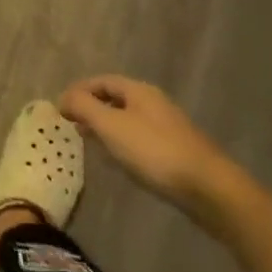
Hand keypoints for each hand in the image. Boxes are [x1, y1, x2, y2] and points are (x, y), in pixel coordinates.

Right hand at [59, 75, 239, 227]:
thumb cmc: (155, 152)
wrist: (210, 190)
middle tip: (73, 126)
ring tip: (92, 145)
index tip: (61, 108)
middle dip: (93, 109)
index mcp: (138, 90)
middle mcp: (154, 102)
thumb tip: (64, 97)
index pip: (101, 81)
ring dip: (108, 128)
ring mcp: (168, 127)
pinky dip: (124, 144)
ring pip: (129, 120)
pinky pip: (142, 140)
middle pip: (116, 99)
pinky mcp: (178, 152)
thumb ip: (84, 107)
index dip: (79, 91)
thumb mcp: (112, 126)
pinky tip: (121, 162)